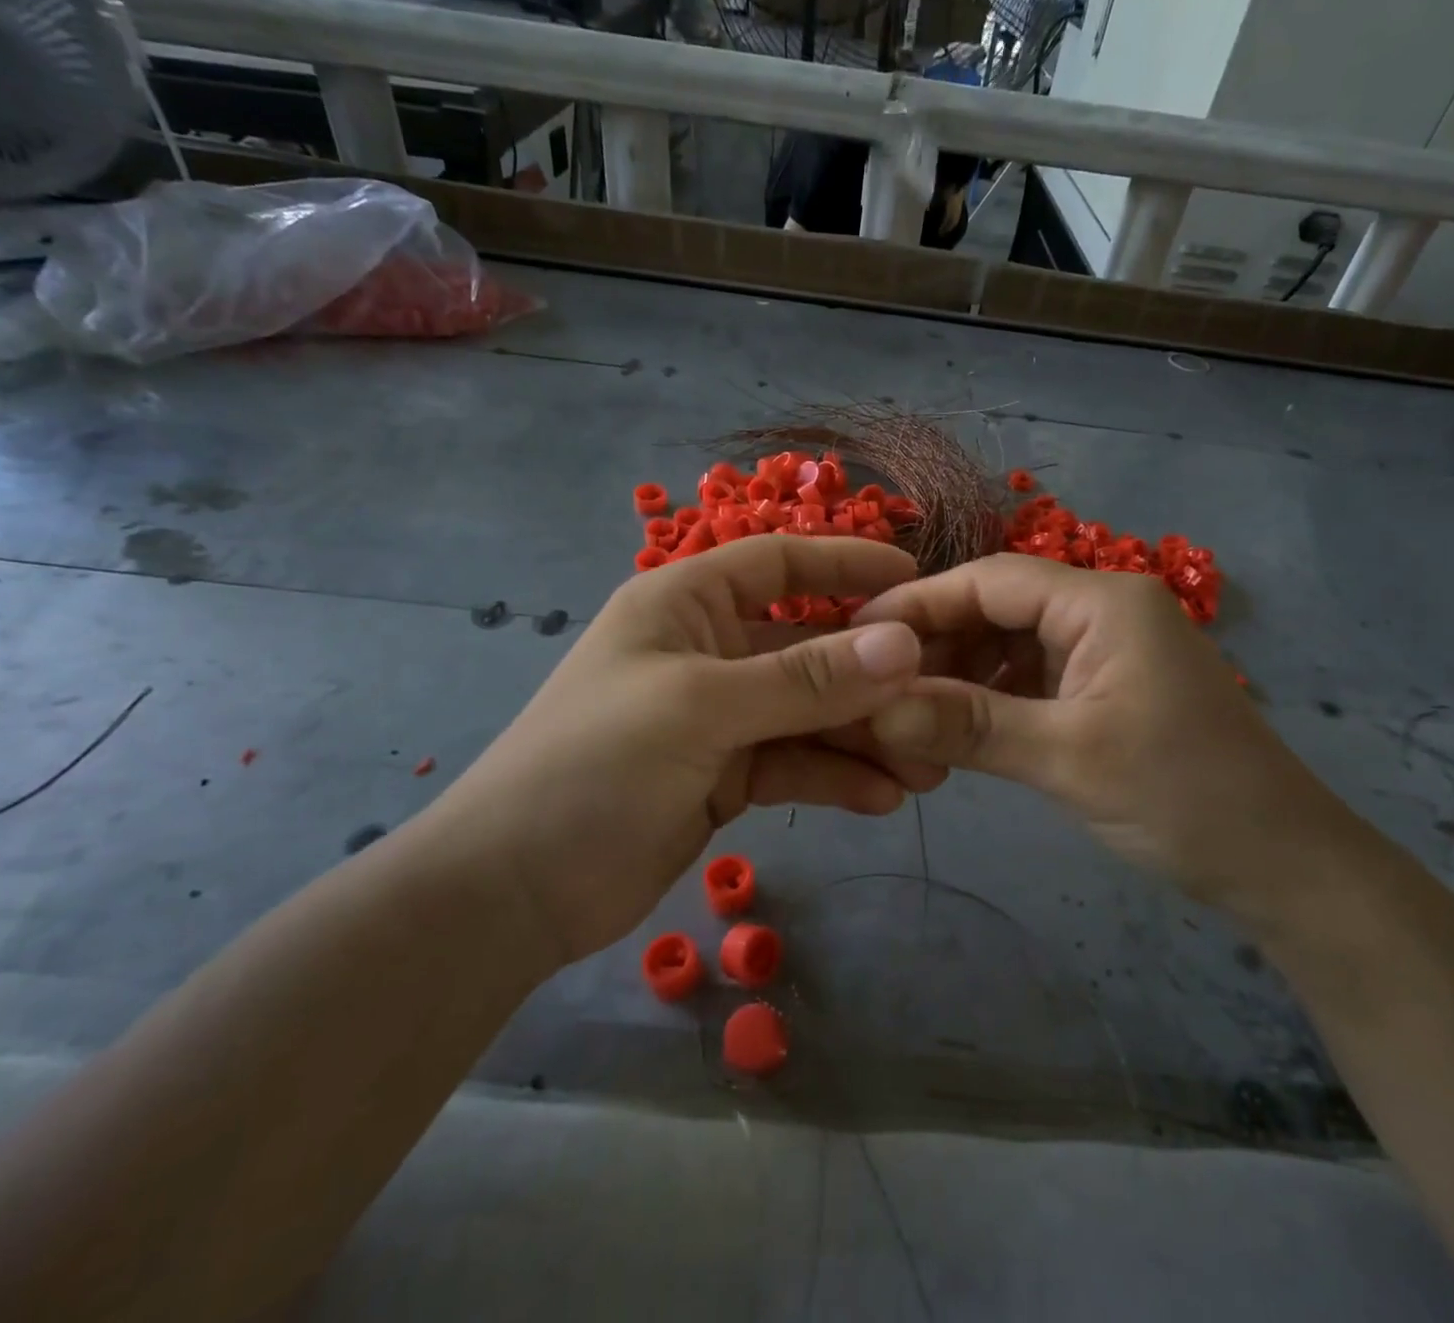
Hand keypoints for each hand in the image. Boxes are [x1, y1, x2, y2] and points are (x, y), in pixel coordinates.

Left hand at [427, 537, 942, 964]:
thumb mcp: (701, 709)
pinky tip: (882, 799)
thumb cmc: (593, 766)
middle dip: (870, 675)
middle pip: (806, 647)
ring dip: (863, 736)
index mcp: (685, 604)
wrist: (513, 891)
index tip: (916, 584)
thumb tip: (903, 644)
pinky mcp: (723, 774)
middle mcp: (706, 650)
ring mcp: (717, 716)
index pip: (779, 563)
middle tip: (939, 701)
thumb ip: (806, 679)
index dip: (846, 567)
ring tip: (927, 766)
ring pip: (808, 712)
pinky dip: (834, 776)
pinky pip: (792, 762)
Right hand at [857, 554, 1343, 906]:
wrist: (1283, 866)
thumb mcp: (1067, 758)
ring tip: (907, 715)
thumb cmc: (1184, 797)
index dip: (919, 603)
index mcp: (1102, 602)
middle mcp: (1101, 611)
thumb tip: (875, 708)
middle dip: (936, 645)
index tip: (856, 634)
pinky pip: (1029, 679)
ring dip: (959, 677)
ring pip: (1008, 646)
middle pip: (996, 608)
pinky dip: (989, 700)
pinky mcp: (1104, 689)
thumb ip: (967, 725)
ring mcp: (1104, 651)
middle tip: (875, 686)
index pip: (990, 580)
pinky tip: (953, 730)